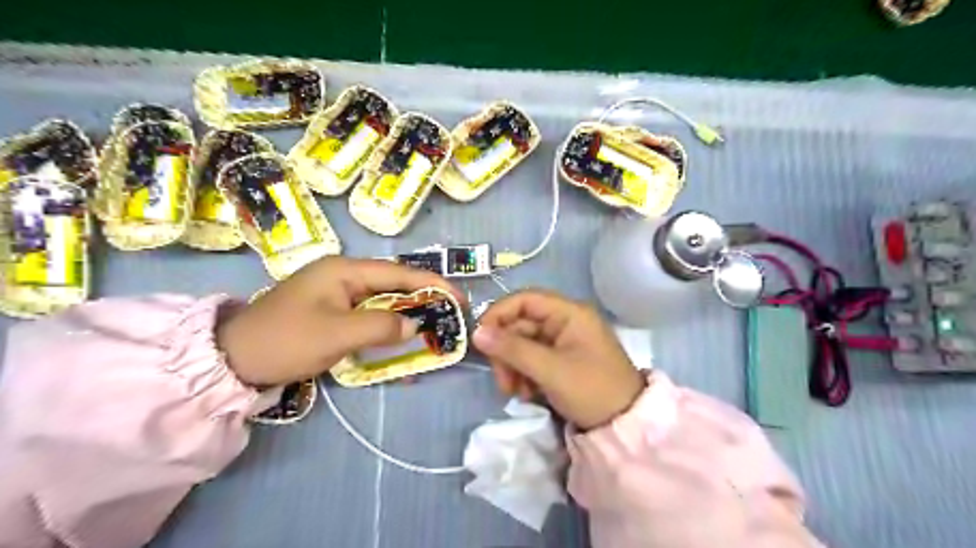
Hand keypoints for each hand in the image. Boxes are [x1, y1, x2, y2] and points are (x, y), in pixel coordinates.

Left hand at [219, 257, 462, 384]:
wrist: (233, 359)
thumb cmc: (286, 340)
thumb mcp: (336, 334)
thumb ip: (380, 326)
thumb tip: (414, 326)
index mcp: (345, 270)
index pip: (400, 273)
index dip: (433, 284)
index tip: (459, 299)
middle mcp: (344, 275)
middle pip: (394, 284)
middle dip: (423, 299)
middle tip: (450, 316)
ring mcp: (337, 293)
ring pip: (383, 300)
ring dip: (407, 314)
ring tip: (433, 327)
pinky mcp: (332, 312)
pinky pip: (369, 315)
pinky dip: (387, 327)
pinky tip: (400, 340)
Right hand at [475, 288, 646, 429]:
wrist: (626, 424)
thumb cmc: (592, 390)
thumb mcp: (550, 370)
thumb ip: (513, 349)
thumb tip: (476, 332)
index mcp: (569, 313)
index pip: (524, 300)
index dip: (499, 314)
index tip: (481, 338)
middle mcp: (565, 321)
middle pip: (521, 325)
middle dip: (506, 352)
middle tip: (503, 381)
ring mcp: (563, 341)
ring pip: (523, 344)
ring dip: (513, 367)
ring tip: (516, 392)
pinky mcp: (562, 360)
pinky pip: (533, 359)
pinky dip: (524, 374)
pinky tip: (527, 394)